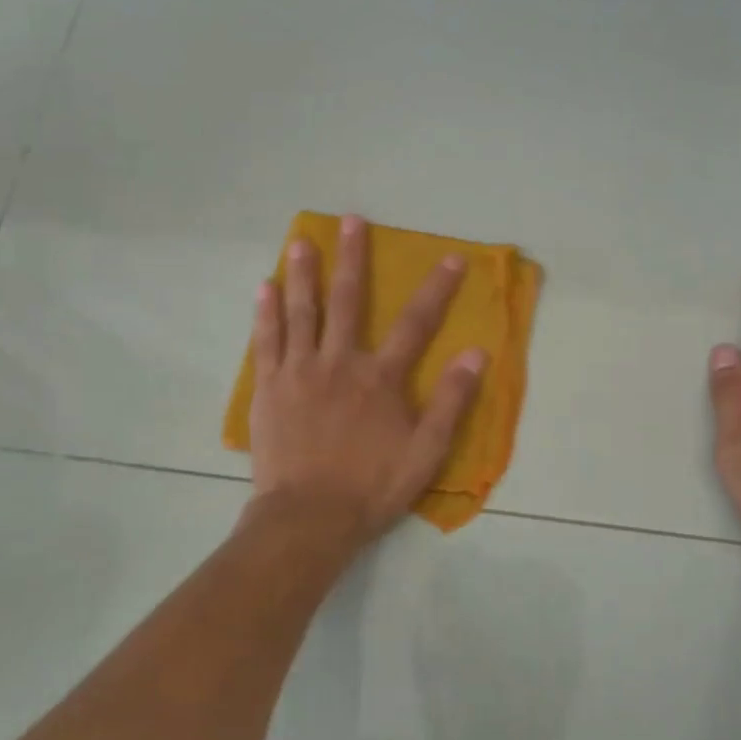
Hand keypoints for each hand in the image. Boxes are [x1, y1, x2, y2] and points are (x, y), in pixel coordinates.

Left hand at [248, 214, 486, 546]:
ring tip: (301, 241)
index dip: (437, 289)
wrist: (307, 519)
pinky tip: (264, 287)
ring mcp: (300, 372)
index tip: (451, 258)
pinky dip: (266, 313)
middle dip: (353, 258)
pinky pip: (266, 341)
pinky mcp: (269, 388)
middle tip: (350, 220)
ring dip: (304, 274)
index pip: (416, 324)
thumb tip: (476, 354)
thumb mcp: (425, 452)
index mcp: (380, 378)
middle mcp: (340, 363)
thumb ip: (451, 402)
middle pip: (349, 301)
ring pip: (302, 312)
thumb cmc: (371, 487)